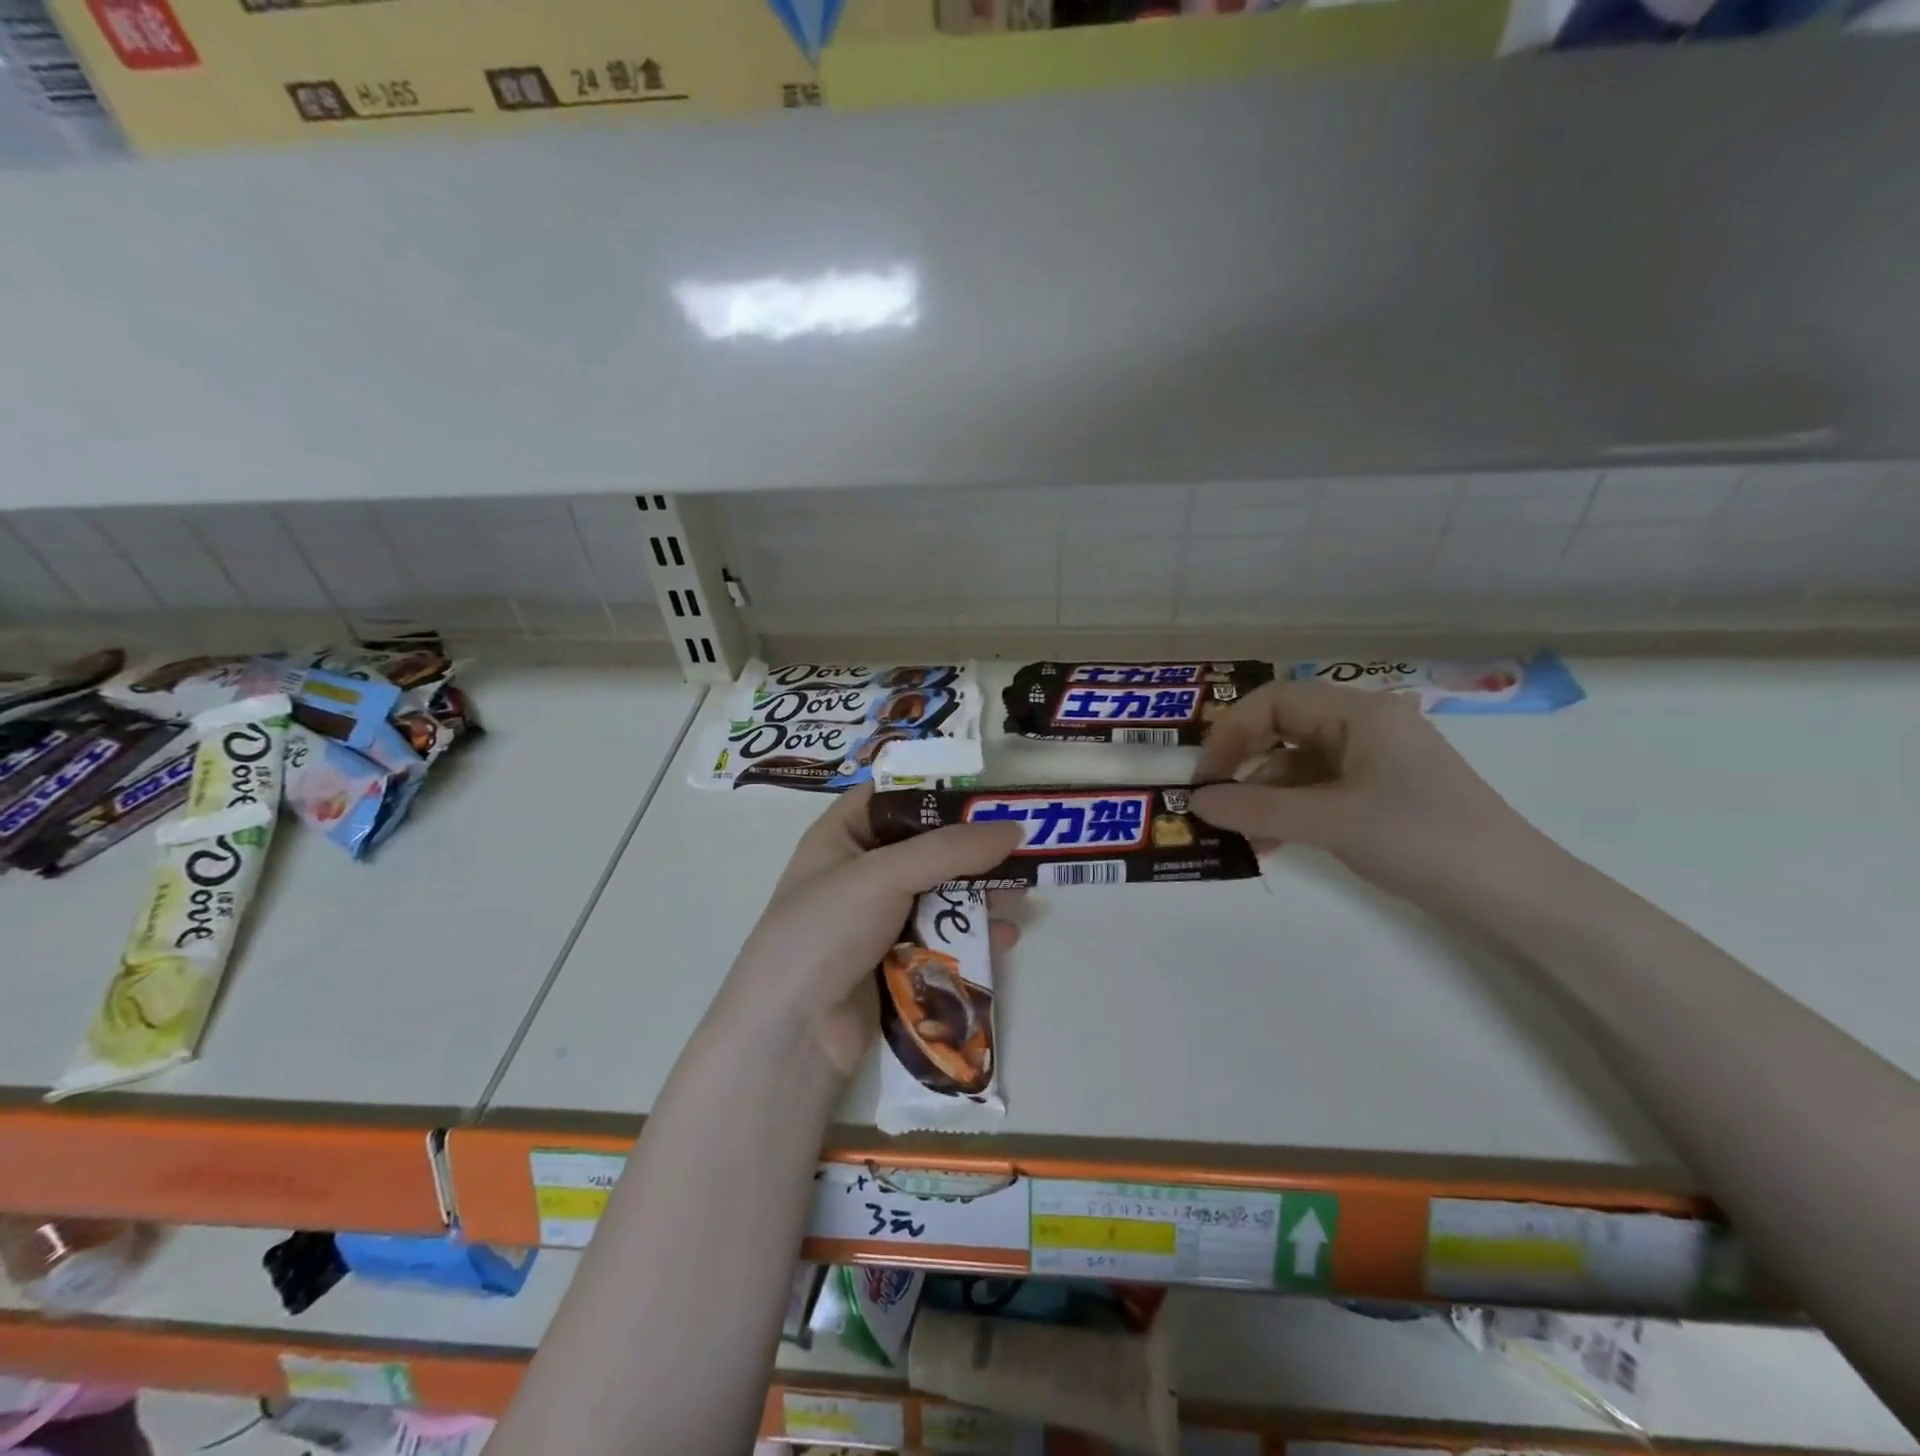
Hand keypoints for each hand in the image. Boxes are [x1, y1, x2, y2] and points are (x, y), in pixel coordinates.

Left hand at [716, 785, 1023, 1076]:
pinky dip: (972, 935)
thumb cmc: (825, 931)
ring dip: (979, 895)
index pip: (891, 796)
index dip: (936, 791)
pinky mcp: (895, 962)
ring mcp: (877, 920)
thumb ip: (950, 849)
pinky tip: (1002, 938)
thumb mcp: (883, 875)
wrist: (790, 1034)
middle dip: (971, 852)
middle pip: (926, 848)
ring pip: (940, 895)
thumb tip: (1013, 828)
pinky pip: (942, 937)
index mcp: (841, 836)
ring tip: (1018, 898)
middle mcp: (859, 873)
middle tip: (1019, 851)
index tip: (987, 796)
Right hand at [1191, 680, 1553, 913]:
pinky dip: (1289, 813)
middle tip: (1211, 801)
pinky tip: (1268, 844)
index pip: (1275, 701)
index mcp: (1360, 713)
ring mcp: (1374, 762)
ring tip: (1236, 835)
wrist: (1513, 894)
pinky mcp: (1379, 795)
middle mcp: (1365, 727)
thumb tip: (1196, 802)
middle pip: (1284, 730)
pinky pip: (1318, 792)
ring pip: (1298, 766)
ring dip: (1263, 796)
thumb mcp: (1331, 821)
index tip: (1205, 776)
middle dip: (1243, 765)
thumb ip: (1257, 808)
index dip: (1231, 733)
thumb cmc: (1422, 839)